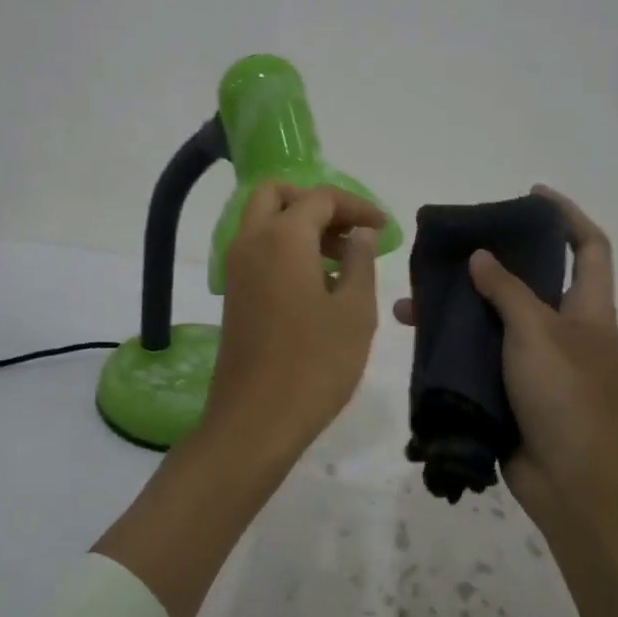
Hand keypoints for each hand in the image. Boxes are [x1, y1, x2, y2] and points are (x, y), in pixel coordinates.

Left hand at [203, 182, 385, 456]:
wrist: (255, 420)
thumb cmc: (315, 363)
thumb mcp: (355, 311)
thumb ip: (360, 262)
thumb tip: (359, 234)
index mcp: (282, 237)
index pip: (320, 198)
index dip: (356, 206)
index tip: (384, 227)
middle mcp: (251, 242)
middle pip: (277, 196)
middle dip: (316, 203)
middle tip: (350, 230)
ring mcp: (236, 269)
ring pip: (264, 222)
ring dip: (300, 226)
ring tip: (343, 259)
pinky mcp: (233, 294)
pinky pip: (258, 250)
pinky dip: (285, 248)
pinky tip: (317, 282)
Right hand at [394, 186, 617, 532]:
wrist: (574, 484)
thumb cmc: (567, 397)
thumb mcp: (538, 332)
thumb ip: (508, 291)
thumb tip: (481, 257)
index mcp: (587, 308)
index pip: (589, 246)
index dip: (566, 215)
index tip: (531, 195)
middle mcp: (563, 329)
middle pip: (531, 279)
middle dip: (495, 258)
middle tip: (453, 246)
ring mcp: (536, 362)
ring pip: (495, 318)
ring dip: (459, 305)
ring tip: (415, 296)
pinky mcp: (510, 390)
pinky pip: (478, 354)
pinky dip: (451, 344)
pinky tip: (416, 338)